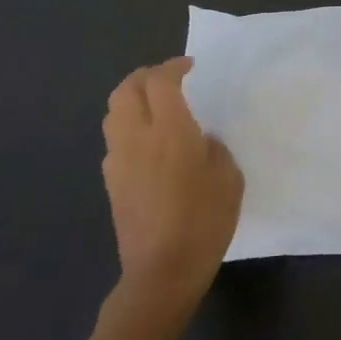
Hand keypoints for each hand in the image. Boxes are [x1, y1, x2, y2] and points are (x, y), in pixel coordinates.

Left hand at [101, 58, 242, 309]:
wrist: (162, 272)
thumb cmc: (204, 221)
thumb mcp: (228, 178)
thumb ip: (214, 148)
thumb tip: (202, 139)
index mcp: (170, 131)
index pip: (161, 81)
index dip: (174, 67)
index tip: (190, 67)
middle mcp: (137, 137)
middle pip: (126, 90)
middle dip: (144, 76)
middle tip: (167, 78)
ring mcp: (119, 160)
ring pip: (113, 113)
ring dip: (131, 99)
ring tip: (154, 106)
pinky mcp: (111, 182)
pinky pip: (114, 139)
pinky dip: (127, 126)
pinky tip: (147, 142)